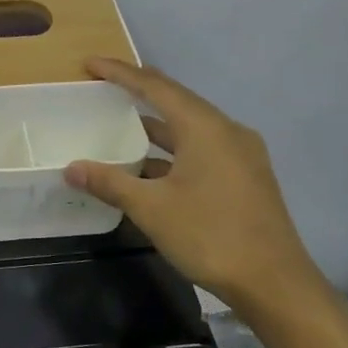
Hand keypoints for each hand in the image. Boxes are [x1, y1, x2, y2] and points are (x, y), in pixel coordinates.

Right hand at [63, 56, 328, 322]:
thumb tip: (72, 168)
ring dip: (157, 125)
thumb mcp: (152, 209)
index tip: (90, 64)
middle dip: (140, 92)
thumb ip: (110, 183)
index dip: (121, 73)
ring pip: (191, 127)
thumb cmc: (210, 236)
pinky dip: (174, 150)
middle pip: (177, 101)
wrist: (275, 284)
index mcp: (205, 128)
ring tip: (122, 123)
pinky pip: (203, 148)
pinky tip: (151, 167)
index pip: (156, 87)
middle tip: (105, 86)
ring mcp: (241, 154)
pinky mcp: (246, 177)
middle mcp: (227, 131)